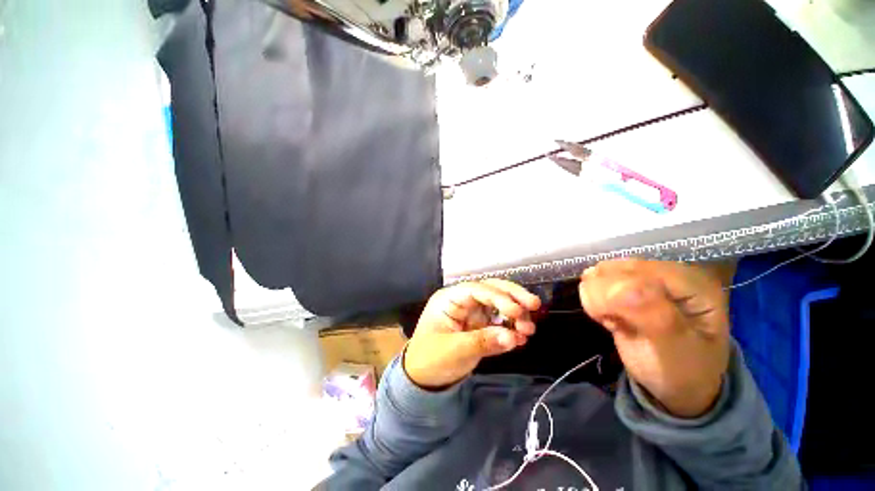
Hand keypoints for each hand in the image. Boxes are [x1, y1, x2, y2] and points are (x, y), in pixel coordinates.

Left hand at [404, 280, 540, 389]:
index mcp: (450, 299)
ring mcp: (473, 314)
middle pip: (491, 290)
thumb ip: (483, 342)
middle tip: (534, 305)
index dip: (498, 297)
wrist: (423, 380)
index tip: (517, 311)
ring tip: (529, 330)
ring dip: (516, 314)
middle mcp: (463, 301)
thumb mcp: (454, 351)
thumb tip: (513, 336)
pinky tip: (522, 338)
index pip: (477, 289)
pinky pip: (498, 323)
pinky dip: (511, 329)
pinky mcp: (480, 327)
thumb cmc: (430, 360)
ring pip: (498, 305)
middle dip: (512, 296)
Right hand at [579, 259, 730, 417]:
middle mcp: (667, 271)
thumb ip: (653, 315)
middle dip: (606, 300)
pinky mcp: (629, 282)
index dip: (614, 299)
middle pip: (611, 269)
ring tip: (620, 320)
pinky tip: (614, 314)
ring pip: (599, 272)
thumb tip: (618, 287)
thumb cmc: (681, 371)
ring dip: (599, 300)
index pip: (633, 275)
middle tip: (621, 324)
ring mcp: (647, 275)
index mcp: (691, 282)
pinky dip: (596, 300)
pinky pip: (595, 279)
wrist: (677, 385)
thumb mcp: (676, 351)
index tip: (617, 325)